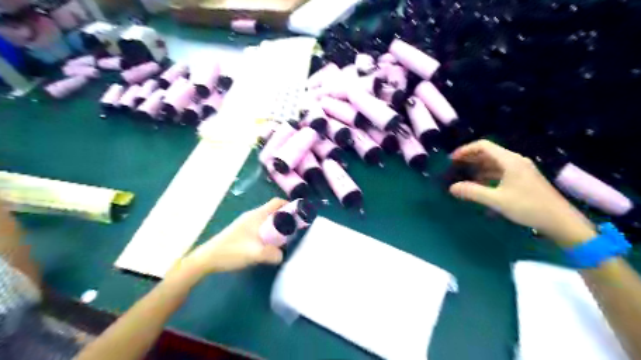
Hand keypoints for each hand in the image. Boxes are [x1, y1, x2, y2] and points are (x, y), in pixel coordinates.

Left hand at [181, 199, 288, 273]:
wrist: (206, 259)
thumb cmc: (231, 251)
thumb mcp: (255, 253)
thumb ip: (273, 254)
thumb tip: (283, 255)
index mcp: (256, 215)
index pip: (277, 202)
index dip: (290, 206)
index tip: (300, 216)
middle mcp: (252, 216)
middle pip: (274, 211)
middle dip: (286, 218)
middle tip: (295, 231)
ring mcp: (246, 223)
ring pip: (268, 220)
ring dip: (278, 227)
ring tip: (285, 239)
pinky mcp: (243, 231)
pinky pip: (261, 227)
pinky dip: (270, 233)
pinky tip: (270, 245)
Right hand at [447, 140, 592, 245]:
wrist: (560, 221)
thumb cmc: (528, 207)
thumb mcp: (497, 200)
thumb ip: (473, 192)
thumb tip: (452, 187)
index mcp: (509, 160)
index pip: (483, 146)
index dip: (465, 150)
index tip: (451, 160)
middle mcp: (515, 160)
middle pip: (488, 152)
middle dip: (470, 158)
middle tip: (454, 167)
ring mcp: (520, 169)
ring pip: (494, 162)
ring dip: (477, 167)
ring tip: (463, 176)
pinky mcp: (523, 178)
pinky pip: (500, 171)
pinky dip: (487, 174)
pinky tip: (480, 184)